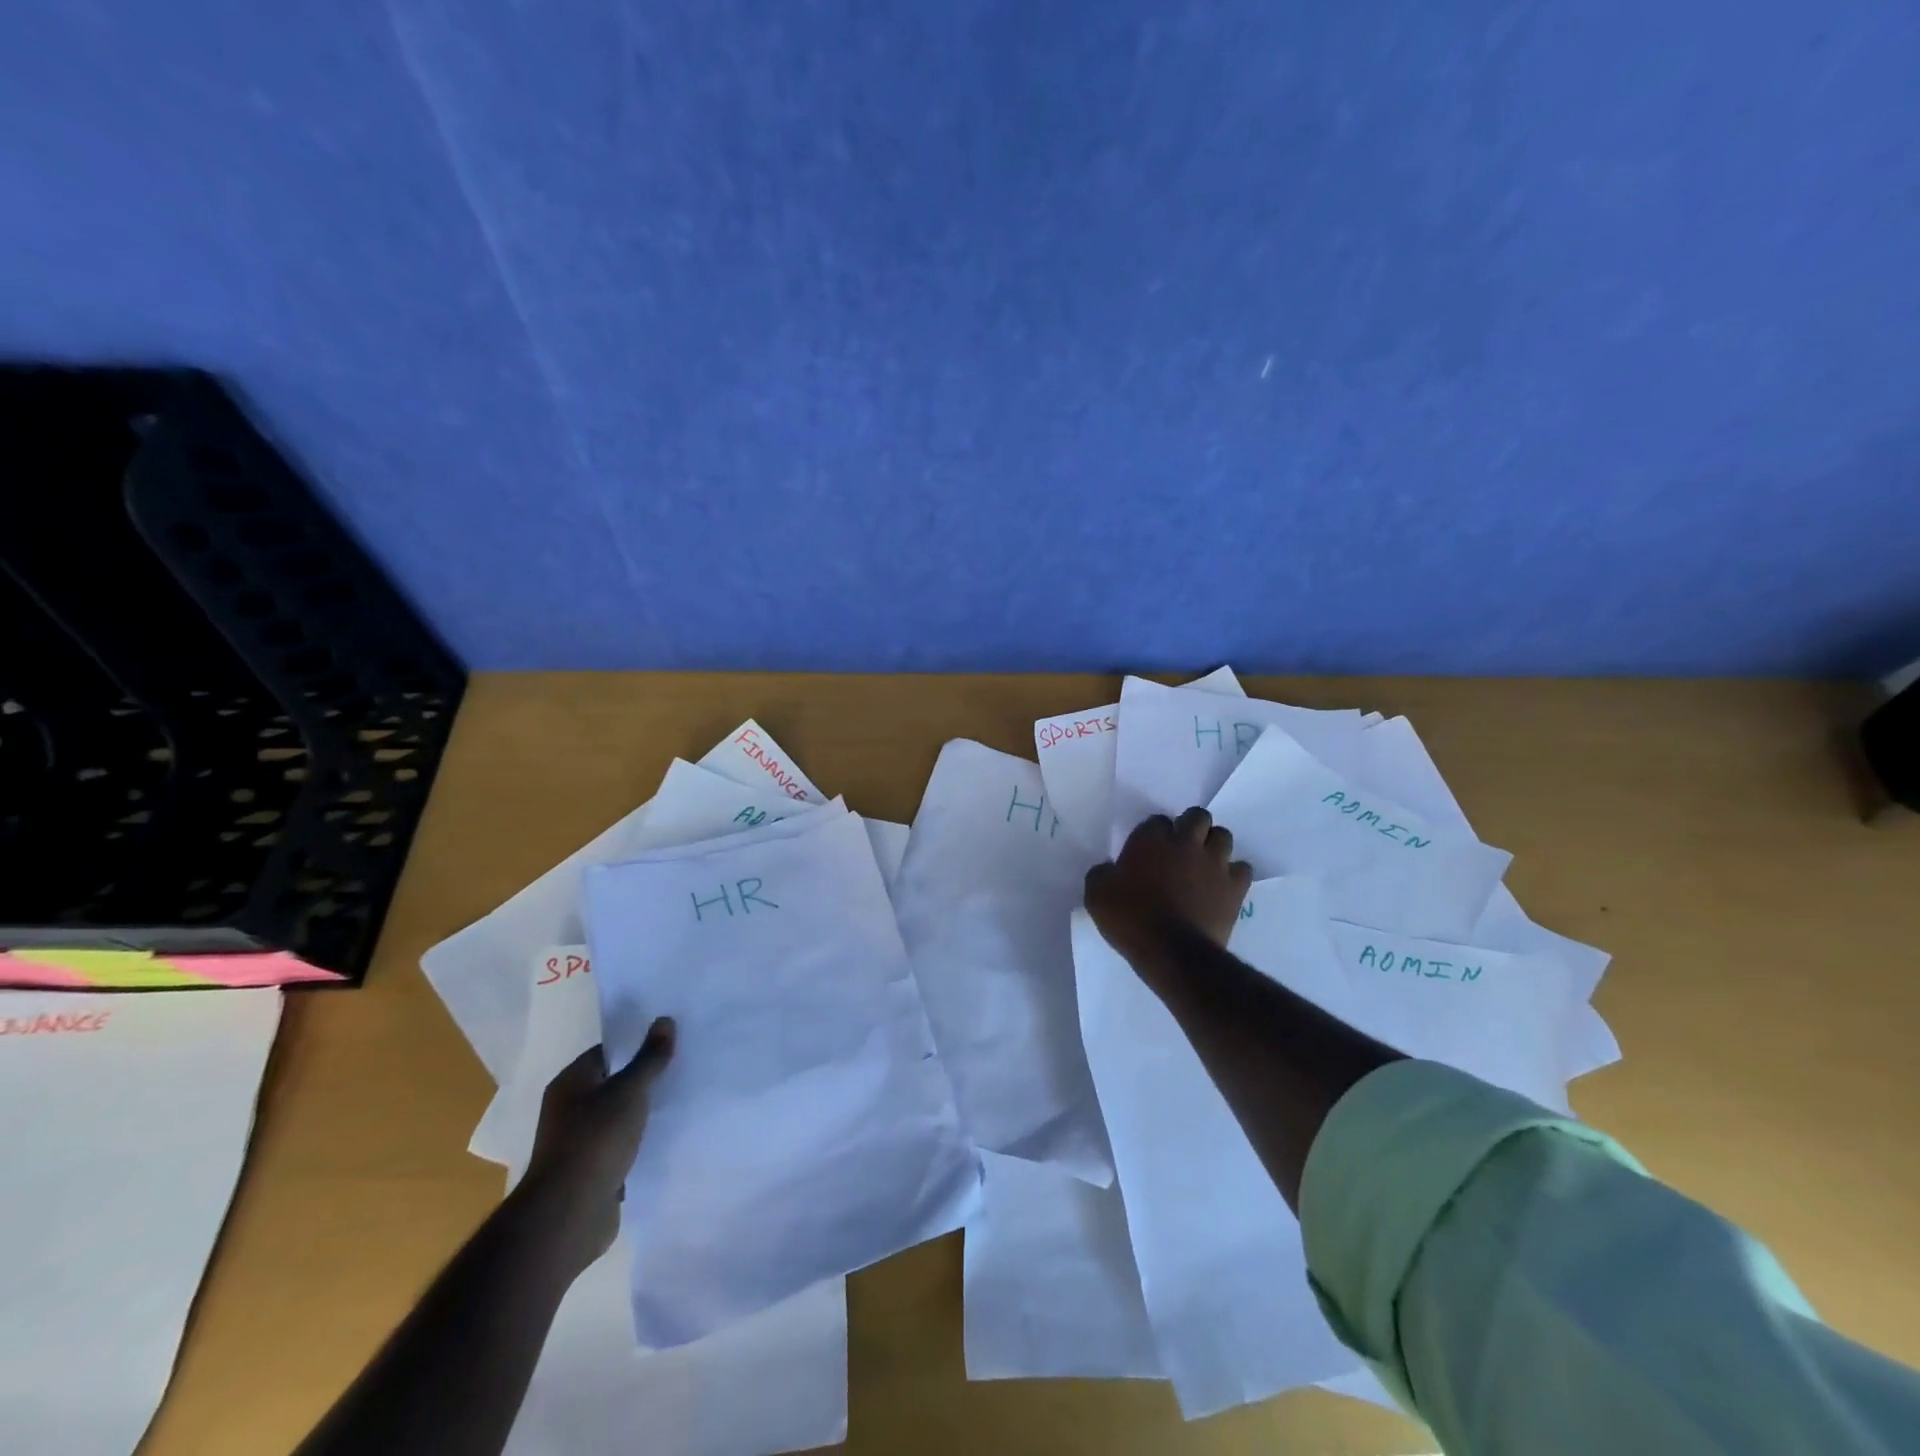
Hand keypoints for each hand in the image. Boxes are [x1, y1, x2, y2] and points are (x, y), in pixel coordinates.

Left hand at [521, 1019, 675, 1262]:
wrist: (569, 1216)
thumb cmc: (595, 1140)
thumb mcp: (629, 1091)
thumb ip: (649, 1058)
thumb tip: (665, 1019)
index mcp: (570, 1083)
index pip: (607, 1051)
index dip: (636, 1043)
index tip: (669, 1040)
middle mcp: (570, 1109)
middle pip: (614, 1082)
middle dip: (644, 1077)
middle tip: (682, 1065)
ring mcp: (579, 1142)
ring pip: (619, 1116)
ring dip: (643, 1112)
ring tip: (681, 1097)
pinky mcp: (593, 1171)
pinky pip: (622, 1145)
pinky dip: (640, 1140)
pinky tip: (667, 1134)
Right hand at [1085, 808, 1251, 966]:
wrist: (1171, 951)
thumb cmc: (1130, 918)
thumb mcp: (1096, 894)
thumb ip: (1102, 873)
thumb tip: (1109, 869)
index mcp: (1150, 839)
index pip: (1157, 821)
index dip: (1155, 834)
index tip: (1149, 850)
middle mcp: (1185, 842)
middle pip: (1197, 817)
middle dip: (1191, 827)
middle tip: (1181, 848)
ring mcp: (1214, 863)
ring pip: (1223, 836)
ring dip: (1213, 845)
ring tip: (1204, 863)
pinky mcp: (1235, 887)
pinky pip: (1242, 868)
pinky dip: (1233, 873)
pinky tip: (1222, 885)